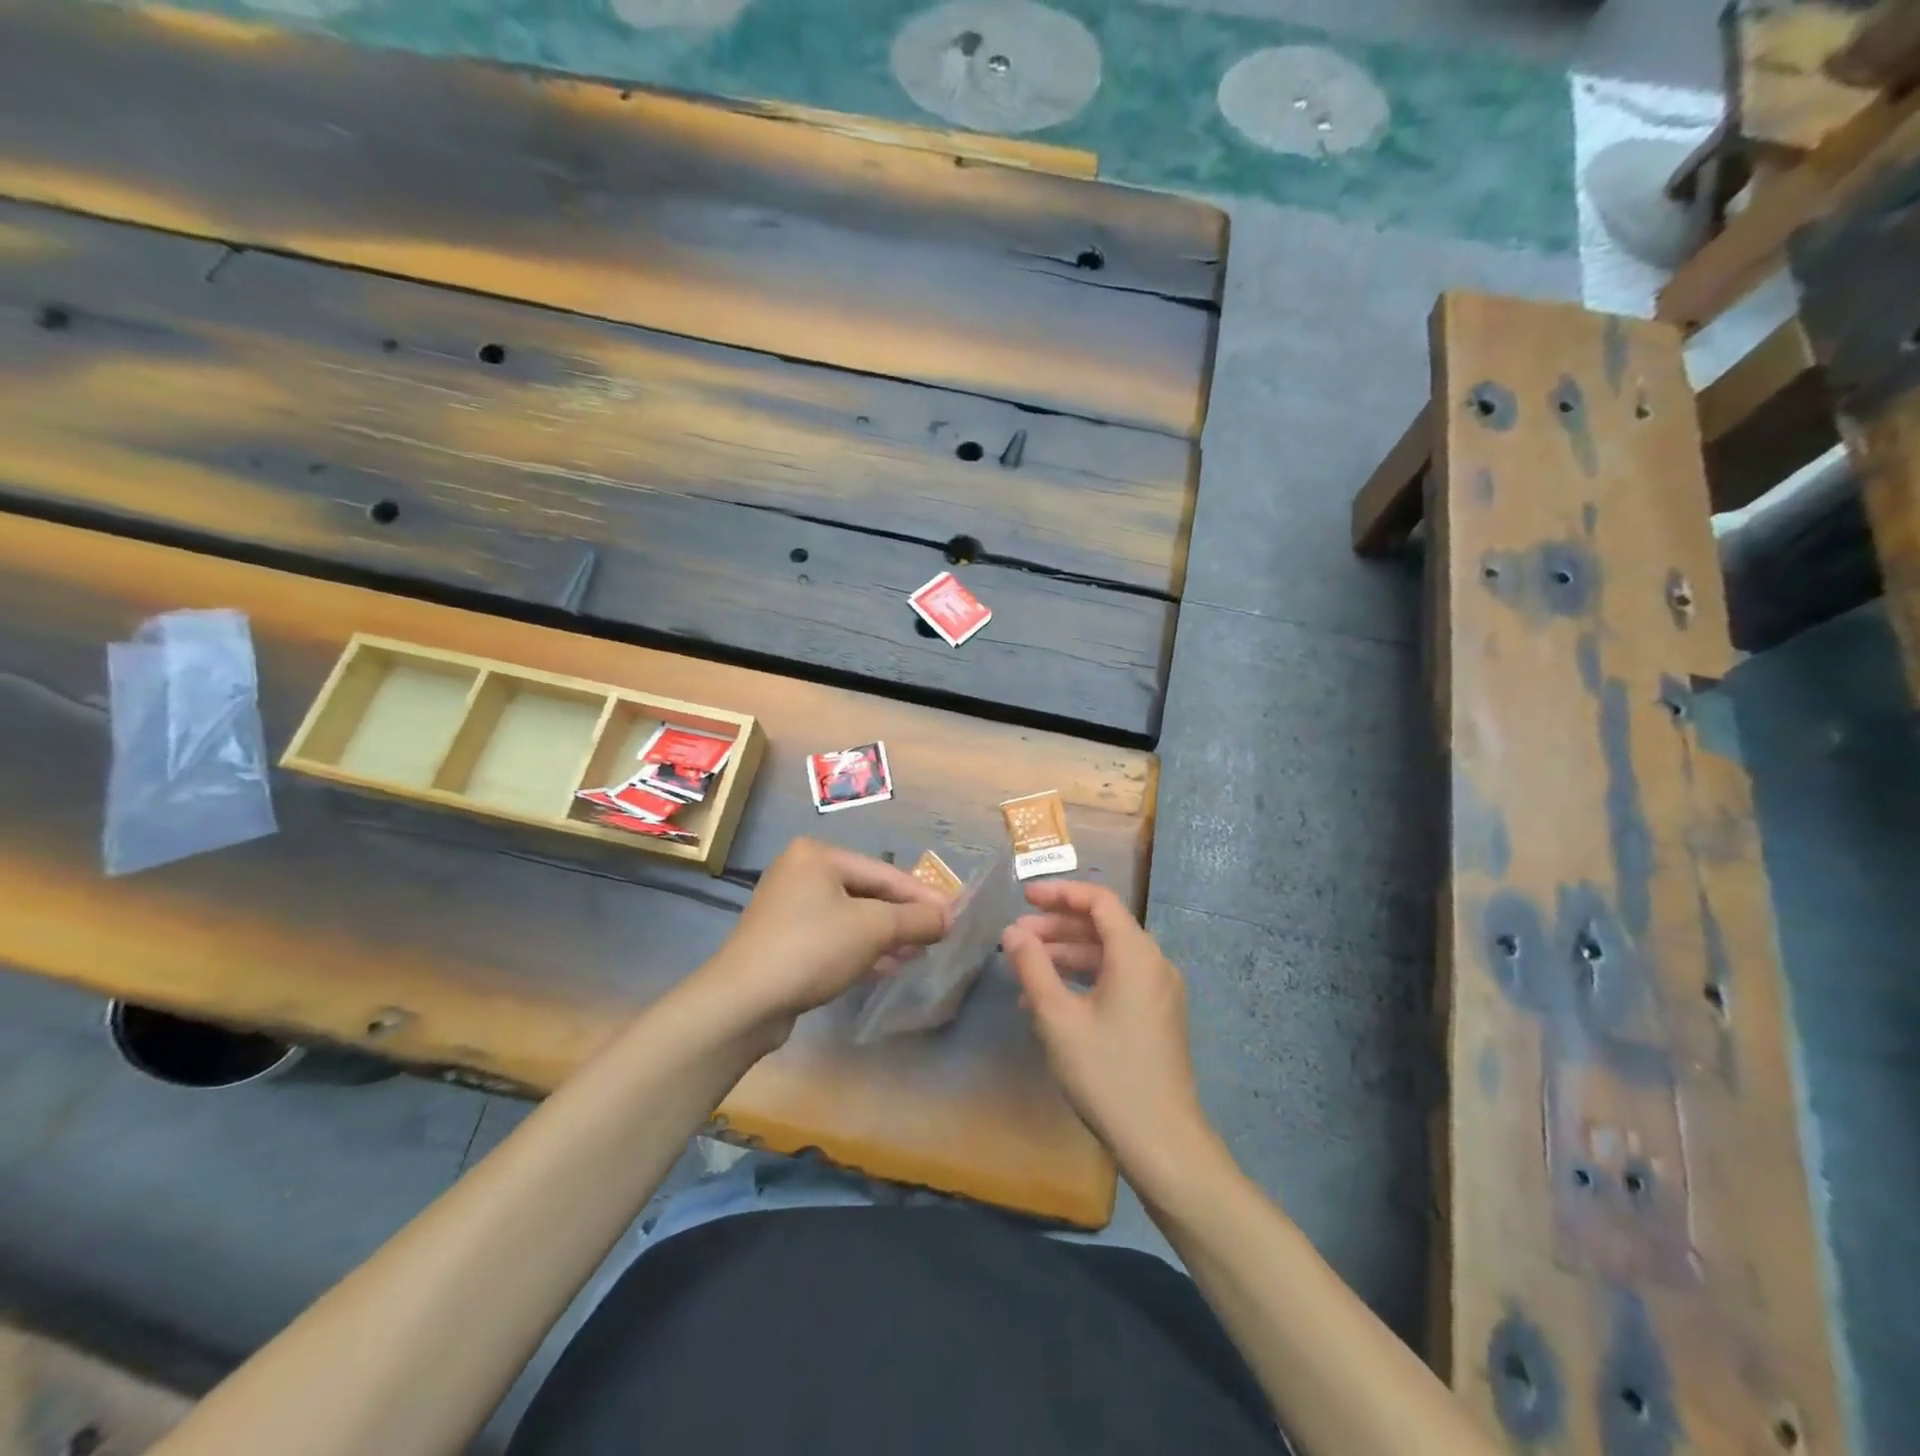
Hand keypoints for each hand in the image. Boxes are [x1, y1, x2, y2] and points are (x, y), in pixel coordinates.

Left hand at [702, 838, 950, 1036]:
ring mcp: (788, 907)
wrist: (743, 1001)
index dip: (923, 895)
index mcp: (818, 855)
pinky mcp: (783, 939)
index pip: (884, 872)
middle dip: (903, 916)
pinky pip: (833, 936)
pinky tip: (888, 966)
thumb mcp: (873, 929)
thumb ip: (915, 919)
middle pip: (867, 892)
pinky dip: (861, 948)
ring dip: (886, 935)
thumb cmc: (812, 948)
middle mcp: (800, 872)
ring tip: (918, 954)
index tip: (954, 913)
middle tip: (938, 935)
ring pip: (851, 916)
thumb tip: (949, 917)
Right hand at [1002, 881, 1215, 1186]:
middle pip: (1102, 926)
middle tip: (1016, 937)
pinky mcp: (1156, 1015)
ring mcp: (1159, 991)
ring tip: (1024, 971)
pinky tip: (1050, 1001)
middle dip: (1057, 927)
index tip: (1024, 898)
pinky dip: (1084, 980)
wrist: (1162, 1142)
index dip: (1059, 893)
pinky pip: (1117, 980)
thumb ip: (1033, 966)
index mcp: (1136, 954)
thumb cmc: (1107, 1074)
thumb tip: (1013, 931)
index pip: (1098, 900)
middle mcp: (1154, 963)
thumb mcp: (1058, 1018)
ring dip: (1066, 956)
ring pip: (1107, 955)